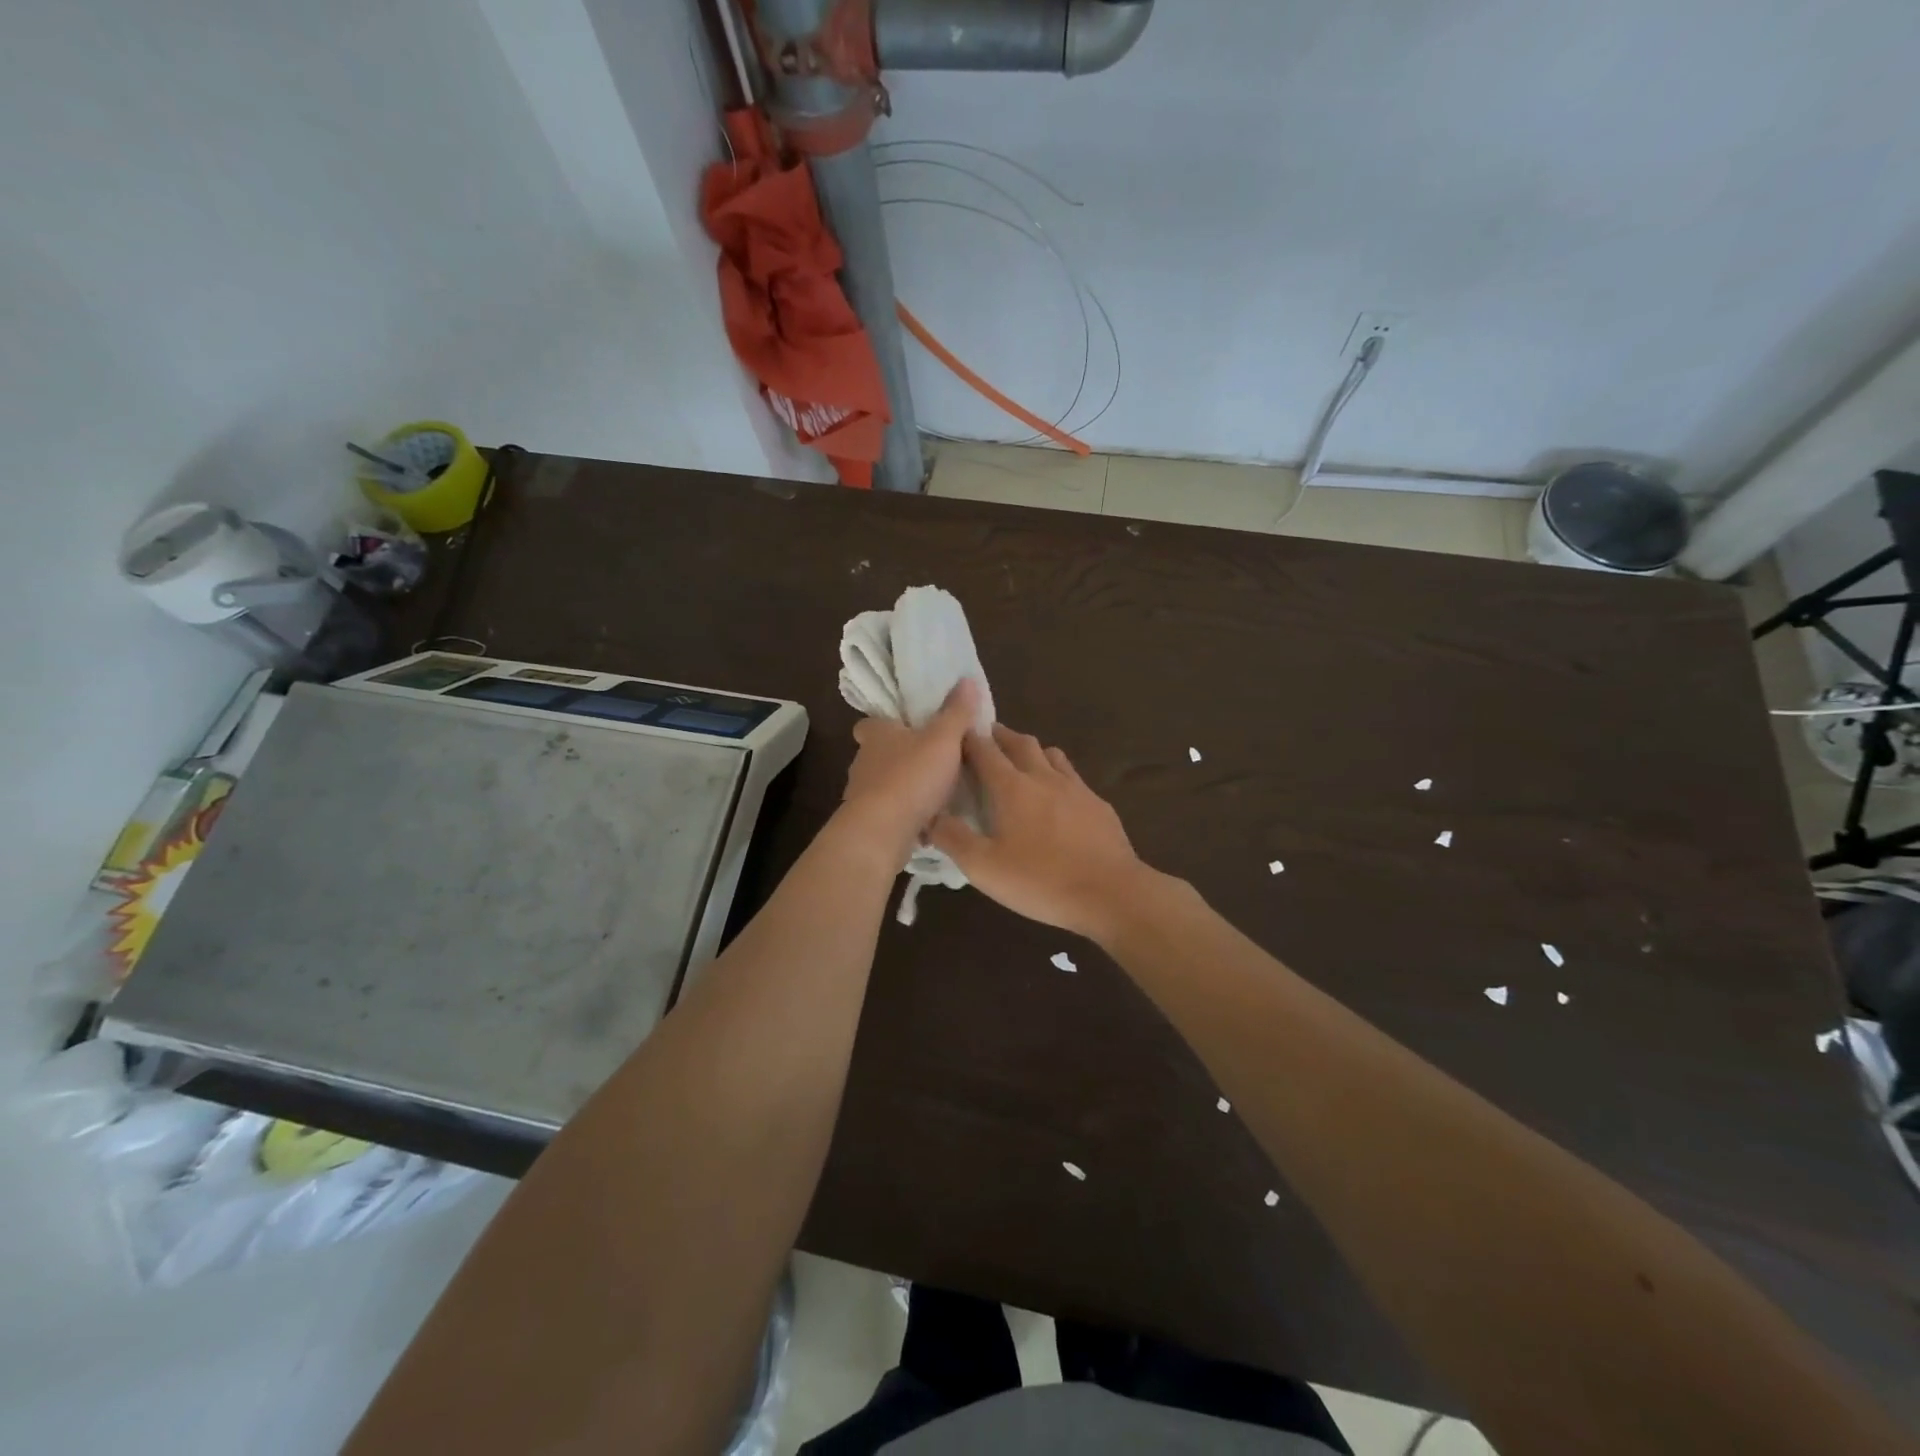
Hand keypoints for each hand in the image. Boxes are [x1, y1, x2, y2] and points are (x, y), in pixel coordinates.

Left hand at [841, 680, 980, 859]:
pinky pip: (890, 814)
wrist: (882, 832)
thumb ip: (956, 712)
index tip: (908, 728)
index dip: (887, 724)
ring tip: (936, 794)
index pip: (871, 723)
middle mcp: (863, 761)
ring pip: (884, 785)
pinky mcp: (868, 822)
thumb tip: (966, 679)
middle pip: (879, 754)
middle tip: (932, 761)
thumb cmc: (911, 776)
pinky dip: (906, 816)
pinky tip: (929, 823)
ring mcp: (862, 794)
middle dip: (901, 757)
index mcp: (876, 735)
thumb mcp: (943, 739)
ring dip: (904, 788)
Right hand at [930, 724, 1152, 940]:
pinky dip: (1057, 774)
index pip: (984, 749)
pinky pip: (1073, 777)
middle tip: (985, 740)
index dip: (967, 738)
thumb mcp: (984, 868)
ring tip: (1020, 761)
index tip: (955, 735)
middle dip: (999, 736)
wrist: (1111, 893)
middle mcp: (1043, 777)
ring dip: (1031, 750)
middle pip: (1019, 742)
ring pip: (1050, 754)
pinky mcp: (1098, 804)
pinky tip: (1058, 796)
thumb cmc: (1041, 880)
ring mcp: (1075, 788)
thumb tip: (929, 815)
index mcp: (1012, 787)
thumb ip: (952, 838)